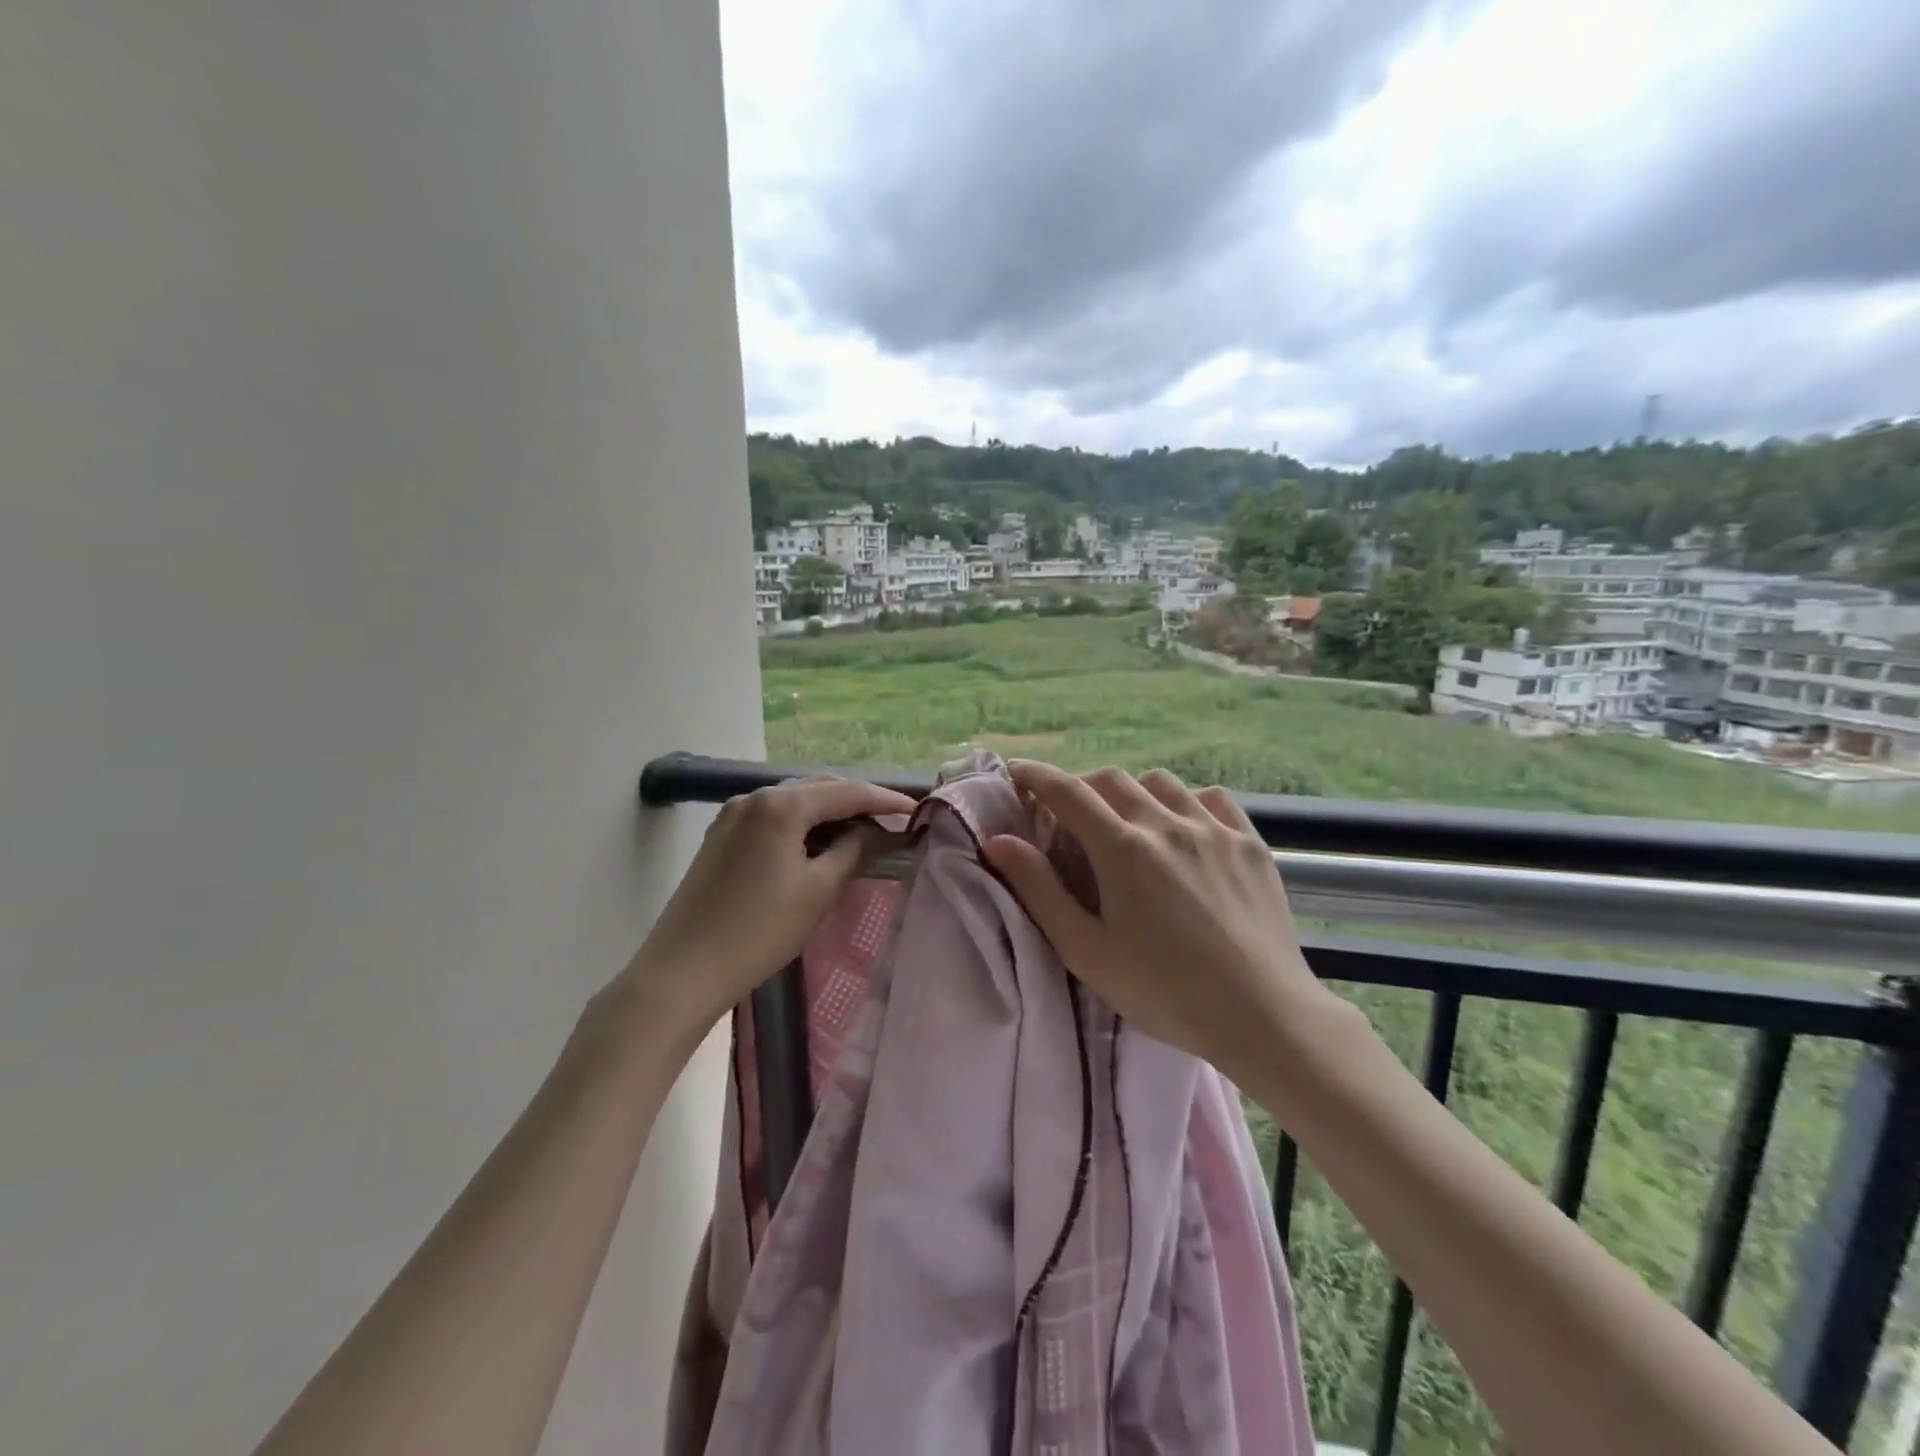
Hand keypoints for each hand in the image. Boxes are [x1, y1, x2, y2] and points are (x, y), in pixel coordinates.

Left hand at [609, 775, 916, 1052]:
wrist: (683, 970)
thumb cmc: (759, 930)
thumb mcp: (819, 890)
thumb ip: (855, 851)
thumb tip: (880, 831)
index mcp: (780, 804)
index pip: (846, 791)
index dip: (884, 800)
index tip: (916, 812)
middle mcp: (754, 797)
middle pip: (819, 788)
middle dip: (857, 802)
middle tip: (890, 823)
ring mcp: (732, 815)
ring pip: (794, 802)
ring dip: (829, 813)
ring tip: (861, 834)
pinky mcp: (721, 836)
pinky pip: (773, 818)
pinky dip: (802, 824)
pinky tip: (818, 844)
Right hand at [983, 762, 1347, 1086]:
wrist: (1263, 1016)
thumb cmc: (1164, 991)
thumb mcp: (1087, 950)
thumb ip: (1039, 890)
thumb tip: (998, 841)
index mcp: (1122, 849)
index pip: (1067, 792)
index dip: (1036, 776)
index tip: (1016, 771)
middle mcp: (1167, 824)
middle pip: (1112, 780)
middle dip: (1081, 786)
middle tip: (1068, 814)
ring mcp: (1214, 829)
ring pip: (1161, 783)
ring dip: (1132, 792)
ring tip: (1127, 822)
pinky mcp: (1250, 843)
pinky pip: (1211, 799)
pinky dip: (1185, 802)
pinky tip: (1184, 828)